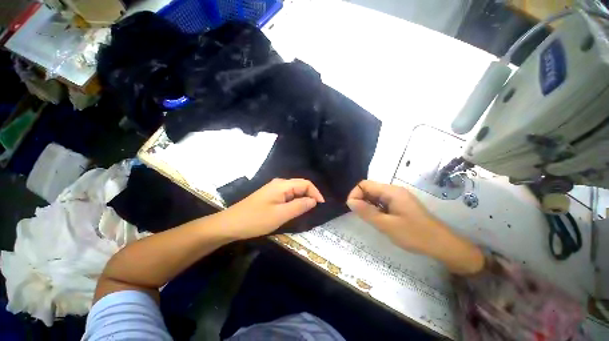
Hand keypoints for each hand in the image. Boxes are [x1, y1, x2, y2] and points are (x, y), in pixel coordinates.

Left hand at [220, 178, 324, 239]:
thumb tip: (313, 201)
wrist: (231, 224)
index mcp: (282, 185)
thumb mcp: (281, 214)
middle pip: (300, 186)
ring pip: (294, 191)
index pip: (305, 183)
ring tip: (308, 211)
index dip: (316, 193)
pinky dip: (294, 202)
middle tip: (316, 210)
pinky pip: (287, 196)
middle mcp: (279, 184)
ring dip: (302, 199)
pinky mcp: (270, 196)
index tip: (322, 205)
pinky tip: (295, 210)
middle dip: (310, 196)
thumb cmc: (256, 219)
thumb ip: (299, 206)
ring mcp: (274, 190)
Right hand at [347, 180, 483, 274]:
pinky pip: (382, 201)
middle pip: (369, 188)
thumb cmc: (414, 235)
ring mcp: (398, 197)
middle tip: (362, 216)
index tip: (353, 209)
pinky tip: (380, 220)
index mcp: (391, 191)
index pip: (364, 184)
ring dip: (368, 205)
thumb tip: (350, 201)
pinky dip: (376, 208)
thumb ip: (367, 212)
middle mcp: (393, 190)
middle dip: (361, 200)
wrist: (442, 244)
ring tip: (371, 219)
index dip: (355, 194)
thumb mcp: (387, 225)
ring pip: (375, 195)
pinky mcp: (400, 203)